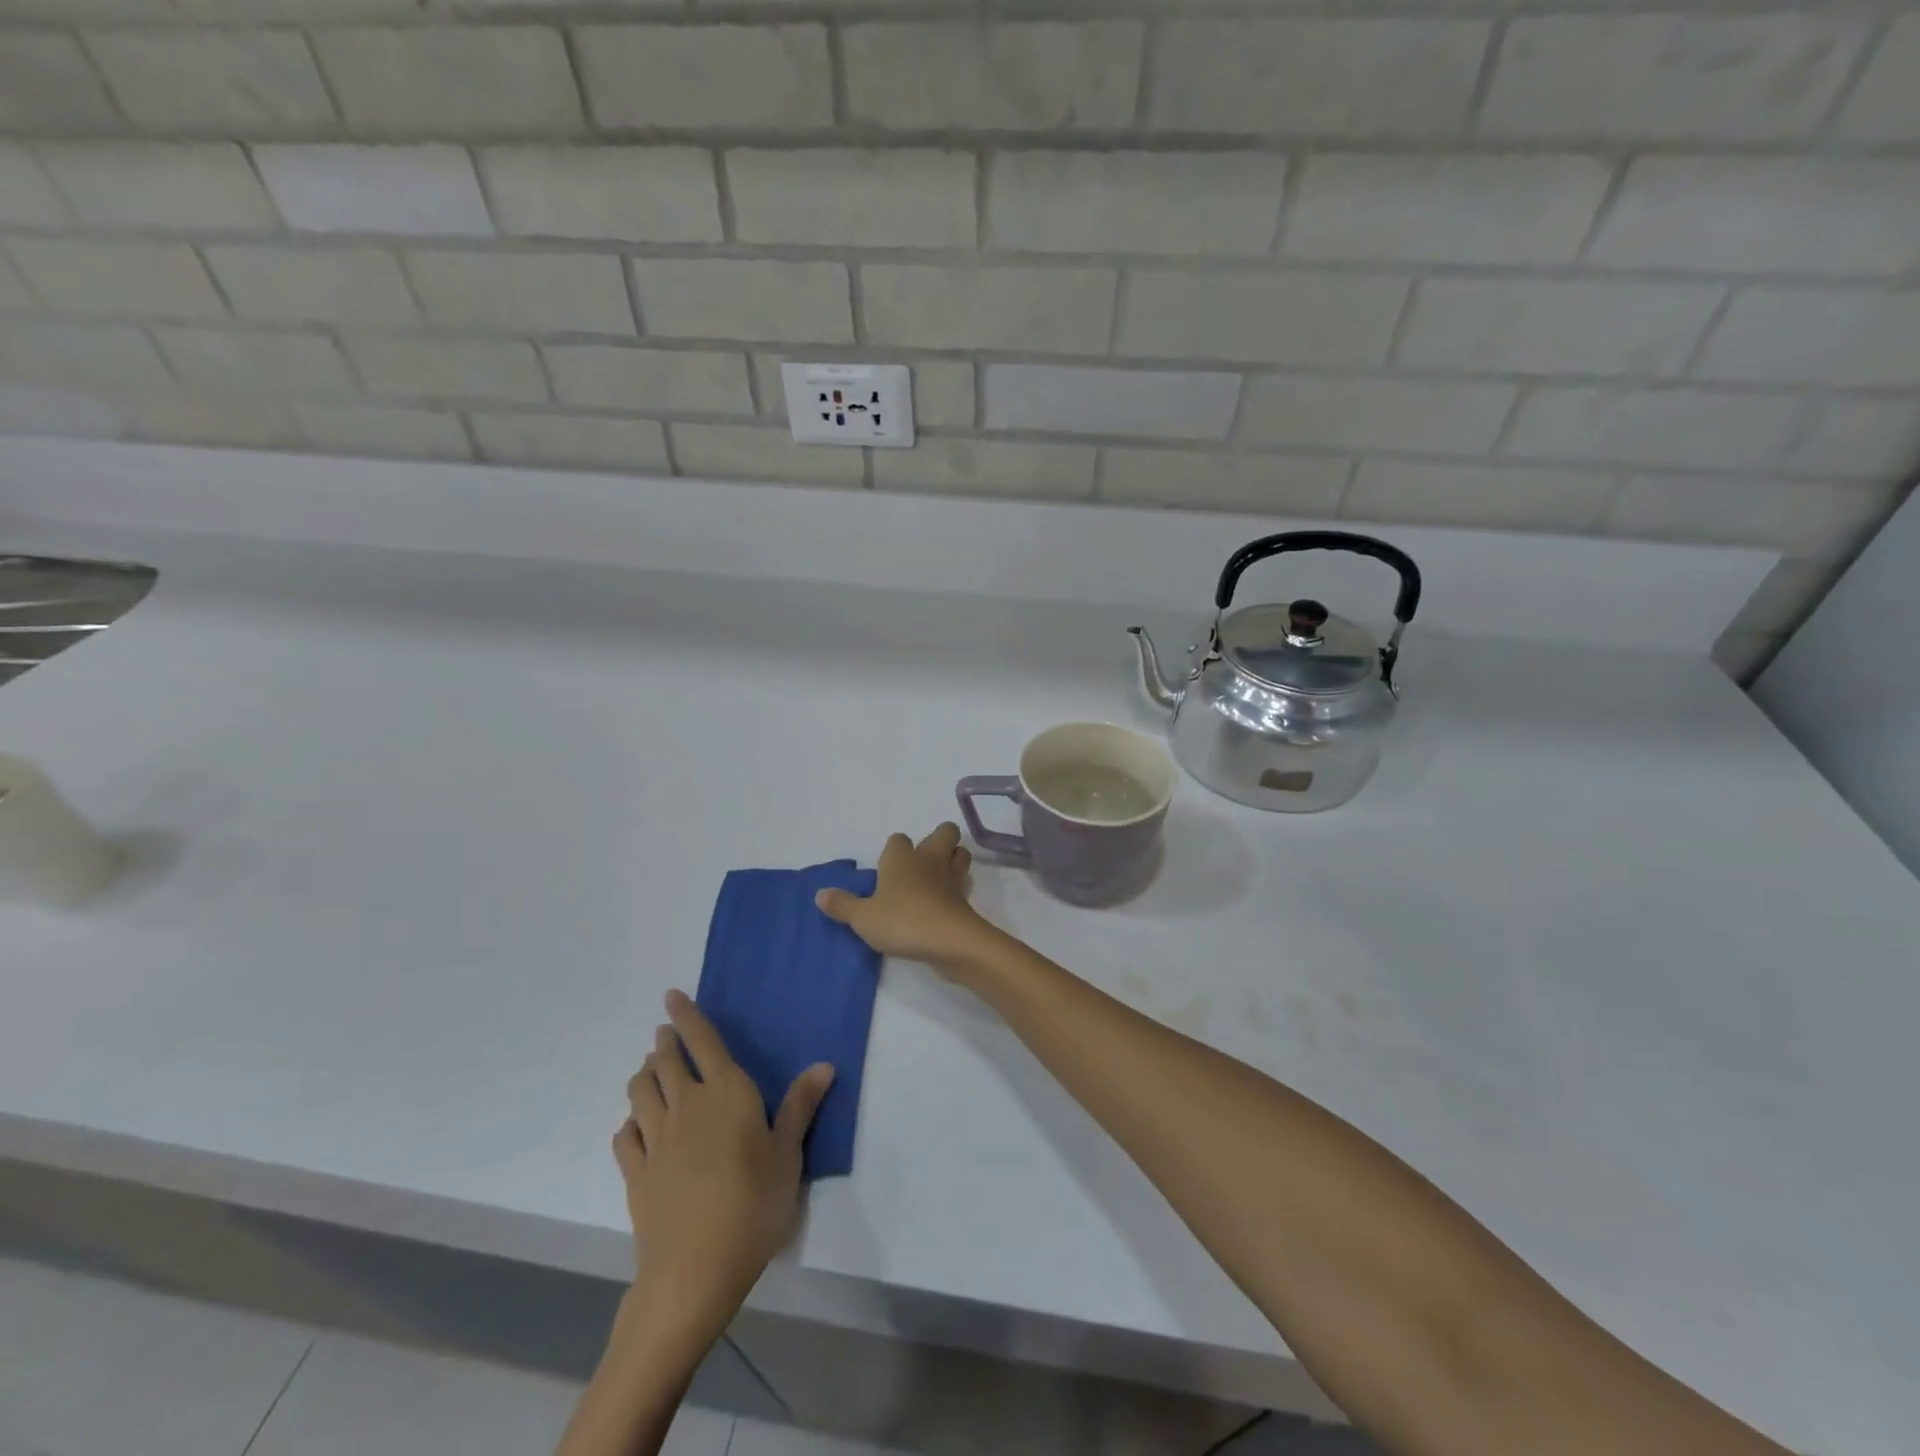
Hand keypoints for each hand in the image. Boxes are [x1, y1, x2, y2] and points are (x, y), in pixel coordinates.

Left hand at [612, 990, 832, 1342]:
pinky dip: (629, 1123)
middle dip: (664, 1043)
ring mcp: (655, 1139)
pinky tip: (635, 1127)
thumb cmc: (753, 1205)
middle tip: (664, 1035)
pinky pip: (624, 1135)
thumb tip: (824, 1064)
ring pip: (640, 1091)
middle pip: (665, 1062)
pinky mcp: (635, 1173)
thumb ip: (800, 1106)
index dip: (687, 1016)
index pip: (703, 1042)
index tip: (671, 996)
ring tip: (650, 1071)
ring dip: (644, 1075)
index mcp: (725, 1093)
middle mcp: (686, 1105)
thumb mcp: (788, 1154)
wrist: (694, 1271)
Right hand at [814, 823, 992, 972]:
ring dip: (953, 860)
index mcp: (902, 858)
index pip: (898, 839)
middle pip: (945, 832)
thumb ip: (842, 905)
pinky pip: (964, 885)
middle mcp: (929, 860)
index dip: (894, 849)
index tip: (886, 867)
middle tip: (923, 861)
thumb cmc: (901, 920)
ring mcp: (952, 878)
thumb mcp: (863, 918)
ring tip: (938, 878)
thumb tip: (820, 894)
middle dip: (939, 839)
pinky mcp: (966, 900)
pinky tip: (946, 902)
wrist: (948, 941)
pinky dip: (958, 889)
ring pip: (960, 855)